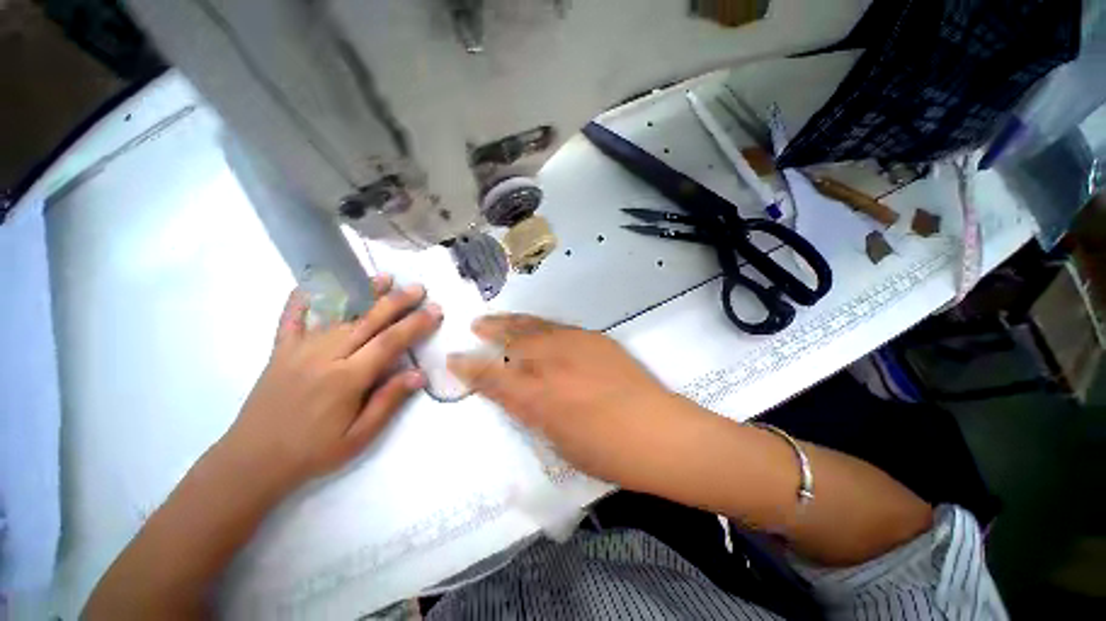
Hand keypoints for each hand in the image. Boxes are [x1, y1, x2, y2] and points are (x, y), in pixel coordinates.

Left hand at [221, 275, 441, 492]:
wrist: (253, 461)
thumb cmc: (313, 452)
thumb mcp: (359, 437)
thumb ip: (388, 401)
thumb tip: (419, 374)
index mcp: (346, 379)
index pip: (389, 342)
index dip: (415, 324)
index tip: (435, 310)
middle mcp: (324, 356)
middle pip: (368, 321)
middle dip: (397, 302)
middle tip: (419, 288)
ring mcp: (299, 350)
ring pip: (337, 313)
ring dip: (362, 293)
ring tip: (384, 278)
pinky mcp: (280, 350)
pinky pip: (291, 318)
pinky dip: (302, 297)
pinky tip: (314, 282)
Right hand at [448, 315, 707, 487]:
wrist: (658, 431)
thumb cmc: (607, 451)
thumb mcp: (557, 440)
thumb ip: (533, 412)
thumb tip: (517, 393)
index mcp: (537, 397)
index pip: (493, 377)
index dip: (470, 367)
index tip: (454, 358)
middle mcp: (551, 363)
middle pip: (512, 340)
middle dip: (491, 331)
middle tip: (476, 325)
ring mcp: (575, 345)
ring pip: (535, 326)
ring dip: (513, 321)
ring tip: (497, 317)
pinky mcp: (594, 338)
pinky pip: (558, 327)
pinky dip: (540, 325)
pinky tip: (535, 326)